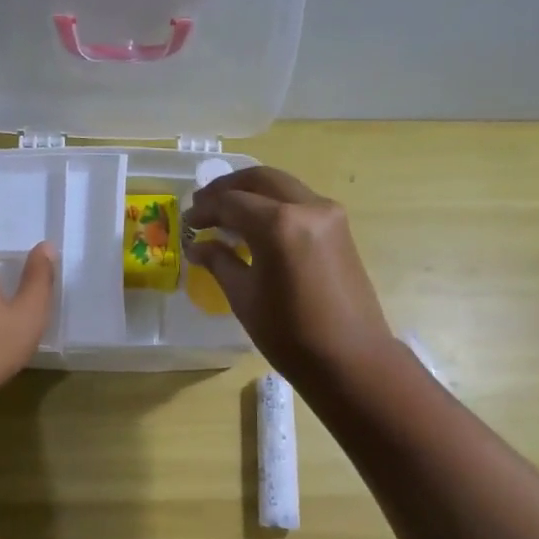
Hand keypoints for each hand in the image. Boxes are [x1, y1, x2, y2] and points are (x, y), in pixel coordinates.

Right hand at [183, 166, 393, 386]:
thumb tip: (197, 246)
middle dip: (227, 188)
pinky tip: (256, 224)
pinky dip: (274, 204)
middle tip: (203, 205)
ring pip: (282, 186)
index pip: (231, 202)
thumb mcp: (244, 297)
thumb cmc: (290, 334)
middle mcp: (307, 207)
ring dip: (252, 193)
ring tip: (226, 212)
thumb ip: (219, 262)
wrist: (351, 358)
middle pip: (260, 180)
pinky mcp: (340, 227)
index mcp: (279, 225)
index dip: (205, 210)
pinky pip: (300, 201)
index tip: (187, 222)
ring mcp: (329, 214)